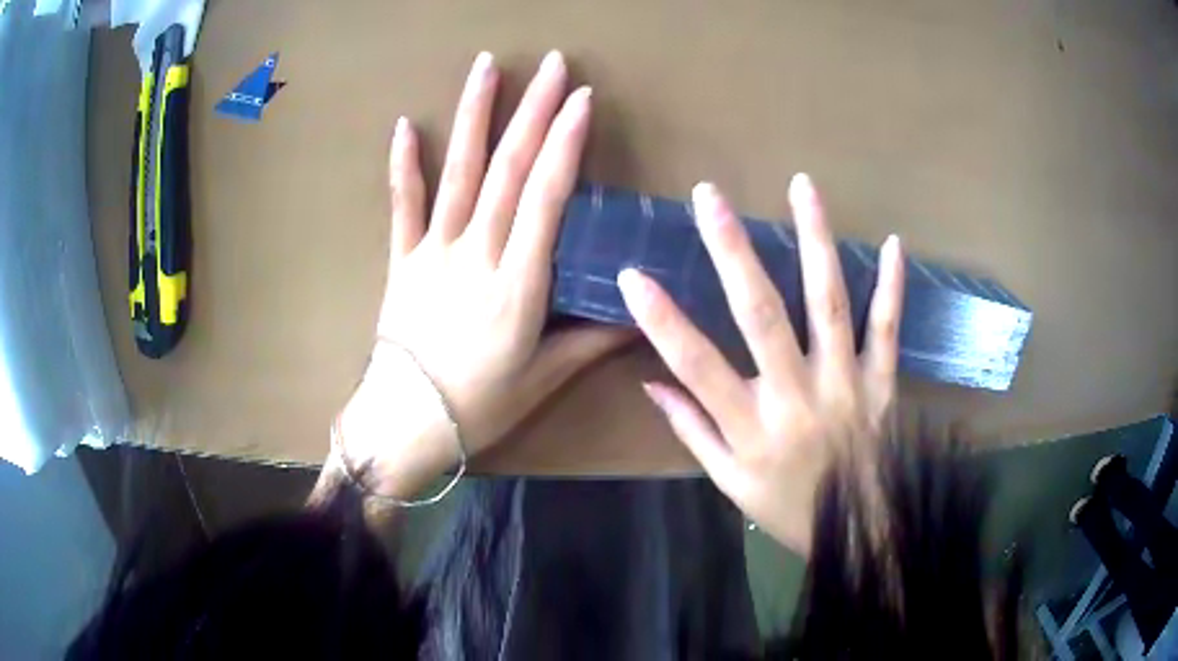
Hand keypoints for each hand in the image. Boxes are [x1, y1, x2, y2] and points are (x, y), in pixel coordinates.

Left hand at [334, 51, 628, 499]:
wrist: (406, 423)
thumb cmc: (480, 406)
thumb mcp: (544, 379)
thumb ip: (591, 341)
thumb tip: (641, 316)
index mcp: (517, 284)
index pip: (545, 198)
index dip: (565, 144)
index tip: (582, 100)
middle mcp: (475, 255)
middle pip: (507, 171)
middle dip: (534, 112)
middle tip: (552, 65)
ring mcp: (433, 252)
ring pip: (456, 172)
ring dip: (474, 115)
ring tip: (486, 67)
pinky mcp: (403, 259)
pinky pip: (402, 204)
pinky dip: (403, 164)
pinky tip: (405, 124)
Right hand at [618, 175, 903, 554]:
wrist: (857, 532)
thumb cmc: (787, 506)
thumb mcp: (730, 481)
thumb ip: (693, 429)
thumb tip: (652, 383)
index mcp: (752, 427)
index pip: (697, 365)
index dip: (662, 320)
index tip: (633, 275)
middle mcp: (797, 396)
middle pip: (762, 315)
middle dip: (733, 251)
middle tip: (710, 197)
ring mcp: (845, 384)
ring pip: (829, 303)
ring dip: (815, 240)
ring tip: (802, 187)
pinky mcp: (881, 382)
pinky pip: (887, 329)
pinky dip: (891, 286)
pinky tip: (893, 243)